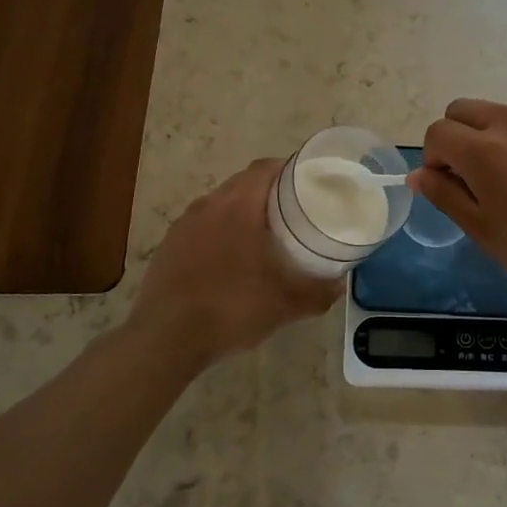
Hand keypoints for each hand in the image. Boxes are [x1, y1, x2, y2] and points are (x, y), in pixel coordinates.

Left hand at [127, 159, 342, 366]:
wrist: (166, 338)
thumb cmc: (232, 309)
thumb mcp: (286, 305)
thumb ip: (318, 291)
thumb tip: (340, 284)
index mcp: (238, 206)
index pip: (264, 168)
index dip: (288, 168)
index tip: (308, 181)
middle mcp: (208, 205)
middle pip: (243, 182)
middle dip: (268, 190)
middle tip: (293, 209)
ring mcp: (184, 225)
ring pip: (220, 203)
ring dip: (242, 210)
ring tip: (263, 233)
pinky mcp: (169, 245)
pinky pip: (201, 225)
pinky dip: (220, 231)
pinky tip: (230, 258)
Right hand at [411, 100, 506, 310]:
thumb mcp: (486, 233)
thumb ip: (446, 196)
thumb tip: (419, 173)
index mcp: (484, 150)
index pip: (437, 132)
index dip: (434, 159)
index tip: (450, 188)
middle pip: (462, 110)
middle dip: (456, 138)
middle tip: (474, 181)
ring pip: (498, 114)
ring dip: (490, 138)